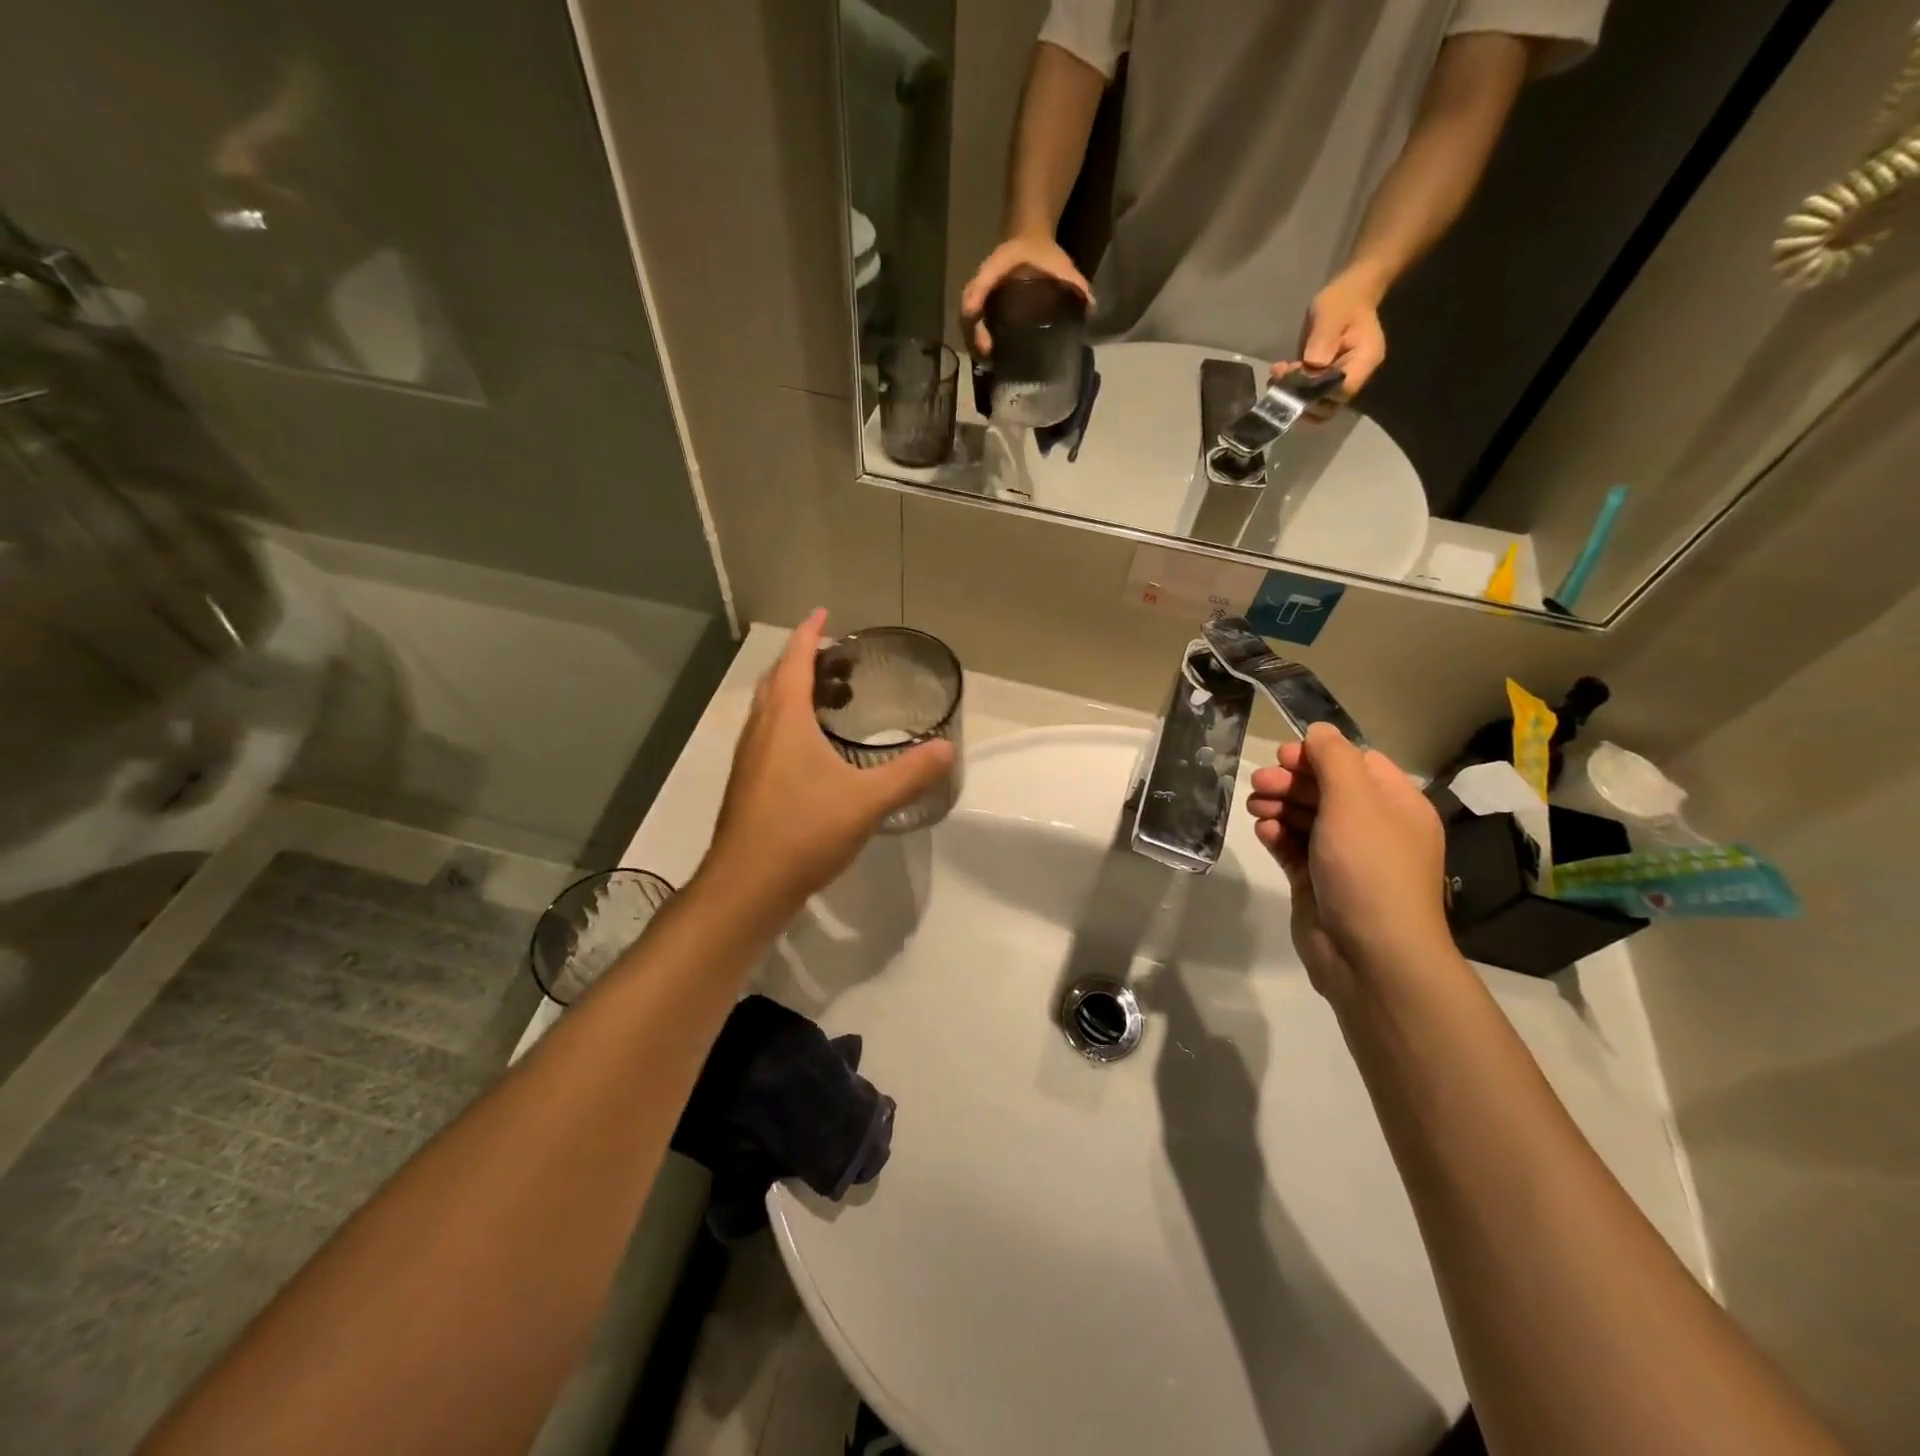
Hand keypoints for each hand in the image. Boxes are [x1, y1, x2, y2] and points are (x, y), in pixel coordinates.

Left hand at [702, 610, 956, 919]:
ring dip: (796, 692)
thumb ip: (910, 773)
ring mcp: (750, 759)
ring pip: (771, 709)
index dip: (810, 634)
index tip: (824, 613)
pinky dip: (791, 722)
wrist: (747, 886)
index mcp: (785, 720)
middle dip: (805, 660)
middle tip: (839, 658)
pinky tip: (816, 750)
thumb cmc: (804, 832)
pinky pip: (770, 734)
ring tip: (833, 698)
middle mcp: (761, 731)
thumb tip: (947, 748)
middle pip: (779, 680)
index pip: (795, 660)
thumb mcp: (867, 802)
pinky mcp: (749, 784)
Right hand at [959, 236, 1092, 355]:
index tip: (975, 314)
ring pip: (968, 321)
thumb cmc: (1043, 253)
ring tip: (987, 361)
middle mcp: (985, 280)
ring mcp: (982, 296)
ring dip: (973, 342)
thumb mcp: (1059, 263)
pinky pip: (974, 326)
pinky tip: (989, 358)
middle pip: (969, 306)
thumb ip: (1074, 281)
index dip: (977, 294)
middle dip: (973, 331)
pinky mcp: (984, 308)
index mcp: (1000, 262)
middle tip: (986, 352)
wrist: (1030, 240)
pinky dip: (977, 342)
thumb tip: (1090, 305)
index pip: (984, 277)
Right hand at [1246, 724, 1449, 999]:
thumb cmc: (1368, 869)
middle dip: (1291, 782)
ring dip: (1279, 806)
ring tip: (1255, 807)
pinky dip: (1278, 836)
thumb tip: (1319, 730)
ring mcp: (1344, 857)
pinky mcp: (1317, 882)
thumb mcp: (1354, 802)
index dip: (1319, 755)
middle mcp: (1373, 828)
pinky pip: (1294, 847)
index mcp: (1395, 805)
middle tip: (1259, 785)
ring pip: (1306, 817)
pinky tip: (1264, 832)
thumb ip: (1334, 759)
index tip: (1284, 757)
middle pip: (1326, 788)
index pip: (1356, 763)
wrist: (1370, 954)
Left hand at [1273, 268, 1388, 421]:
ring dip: (1292, 395)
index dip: (1316, 394)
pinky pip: (1308, 394)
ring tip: (1276, 374)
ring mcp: (1339, 381)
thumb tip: (1313, 365)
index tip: (1296, 379)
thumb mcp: (1332, 314)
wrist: (1349, 294)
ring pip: (1315, 404)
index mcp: (1364, 362)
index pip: (1341, 392)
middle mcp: (1354, 377)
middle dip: (1300, 399)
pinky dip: (1291, 389)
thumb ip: (1324, 339)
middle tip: (1279, 380)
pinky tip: (1279, 373)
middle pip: (1327, 406)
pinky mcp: (1325, 380)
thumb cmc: (1343, 300)